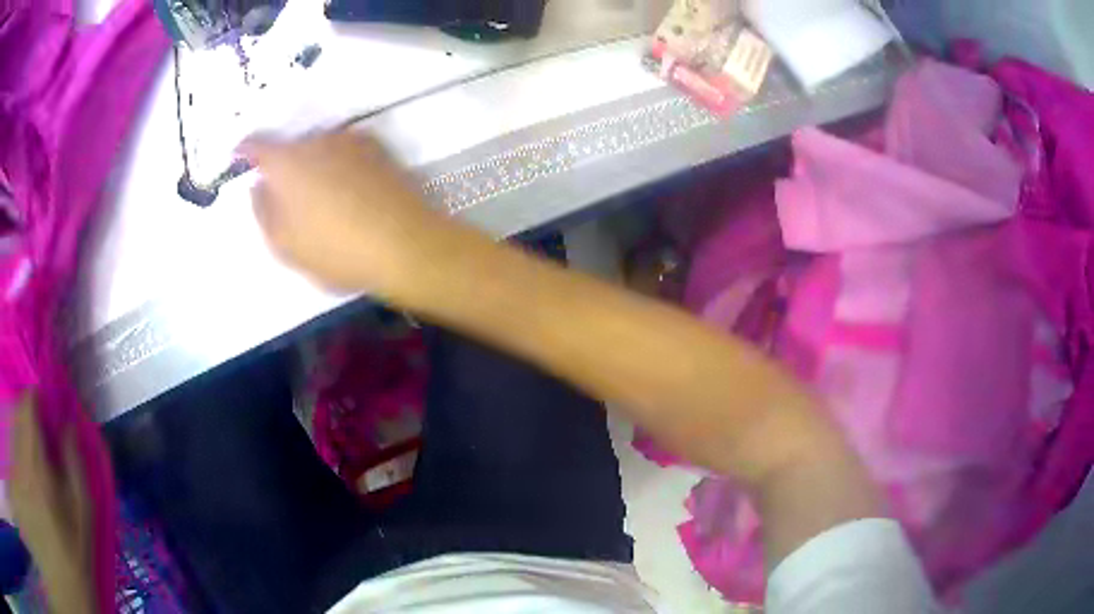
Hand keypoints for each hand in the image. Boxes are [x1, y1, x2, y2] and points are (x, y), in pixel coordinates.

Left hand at [9, 392, 93, 613]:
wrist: (70, 588)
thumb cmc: (75, 560)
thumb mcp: (84, 525)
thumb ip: (76, 470)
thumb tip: (68, 426)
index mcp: (36, 465)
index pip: (28, 404)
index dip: (39, 400)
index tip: (49, 413)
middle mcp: (20, 458)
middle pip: (19, 412)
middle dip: (31, 418)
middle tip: (44, 442)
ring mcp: (18, 467)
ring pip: (14, 428)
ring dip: (24, 434)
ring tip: (37, 463)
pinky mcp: (20, 478)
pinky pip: (15, 448)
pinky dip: (20, 450)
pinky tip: (30, 475)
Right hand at [241, 131, 450, 293]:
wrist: (406, 244)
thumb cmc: (336, 250)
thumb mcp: (285, 245)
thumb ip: (263, 212)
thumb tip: (259, 187)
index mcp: (288, 161)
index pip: (258, 144)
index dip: (246, 150)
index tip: (240, 157)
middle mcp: (318, 140)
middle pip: (291, 145)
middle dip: (284, 164)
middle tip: (287, 195)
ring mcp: (351, 140)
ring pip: (320, 147)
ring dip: (314, 164)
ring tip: (322, 198)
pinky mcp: (379, 148)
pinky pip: (346, 152)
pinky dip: (339, 165)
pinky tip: (349, 192)